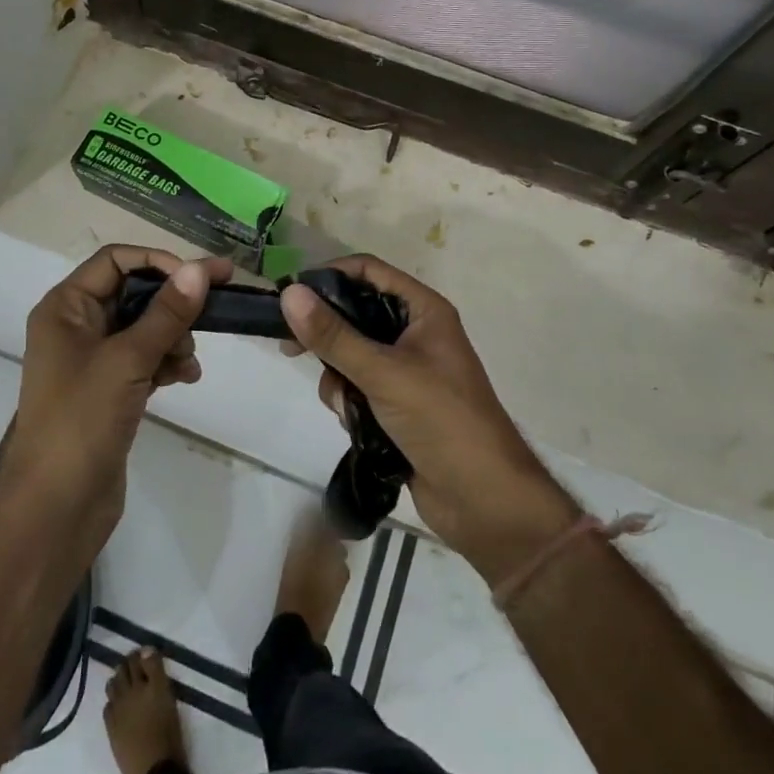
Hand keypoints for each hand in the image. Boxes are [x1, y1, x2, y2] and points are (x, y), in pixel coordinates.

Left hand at [0, 246, 230, 541]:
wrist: (54, 510)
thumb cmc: (81, 422)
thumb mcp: (127, 360)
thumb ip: (166, 314)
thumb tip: (199, 270)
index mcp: (65, 307)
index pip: (116, 260)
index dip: (158, 262)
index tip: (199, 277)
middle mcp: (76, 326)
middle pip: (133, 292)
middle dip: (172, 302)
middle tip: (216, 305)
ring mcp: (92, 360)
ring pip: (143, 327)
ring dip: (173, 335)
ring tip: (189, 359)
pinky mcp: (108, 390)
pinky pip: (144, 358)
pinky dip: (166, 361)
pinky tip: (186, 376)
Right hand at [281, 256, 579, 582]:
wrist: (484, 502)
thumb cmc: (443, 421)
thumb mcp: (384, 373)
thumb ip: (334, 335)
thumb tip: (289, 293)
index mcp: (423, 310)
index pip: (369, 271)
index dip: (330, 276)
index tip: (292, 295)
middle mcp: (414, 333)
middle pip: (355, 314)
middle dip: (328, 335)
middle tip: (291, 348)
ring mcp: (406, 370)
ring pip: (350, 354)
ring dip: (339, 378)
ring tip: (349, 405)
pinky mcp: (396, 405)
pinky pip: (357, 387)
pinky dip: (349, 403)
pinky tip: (356, 425)